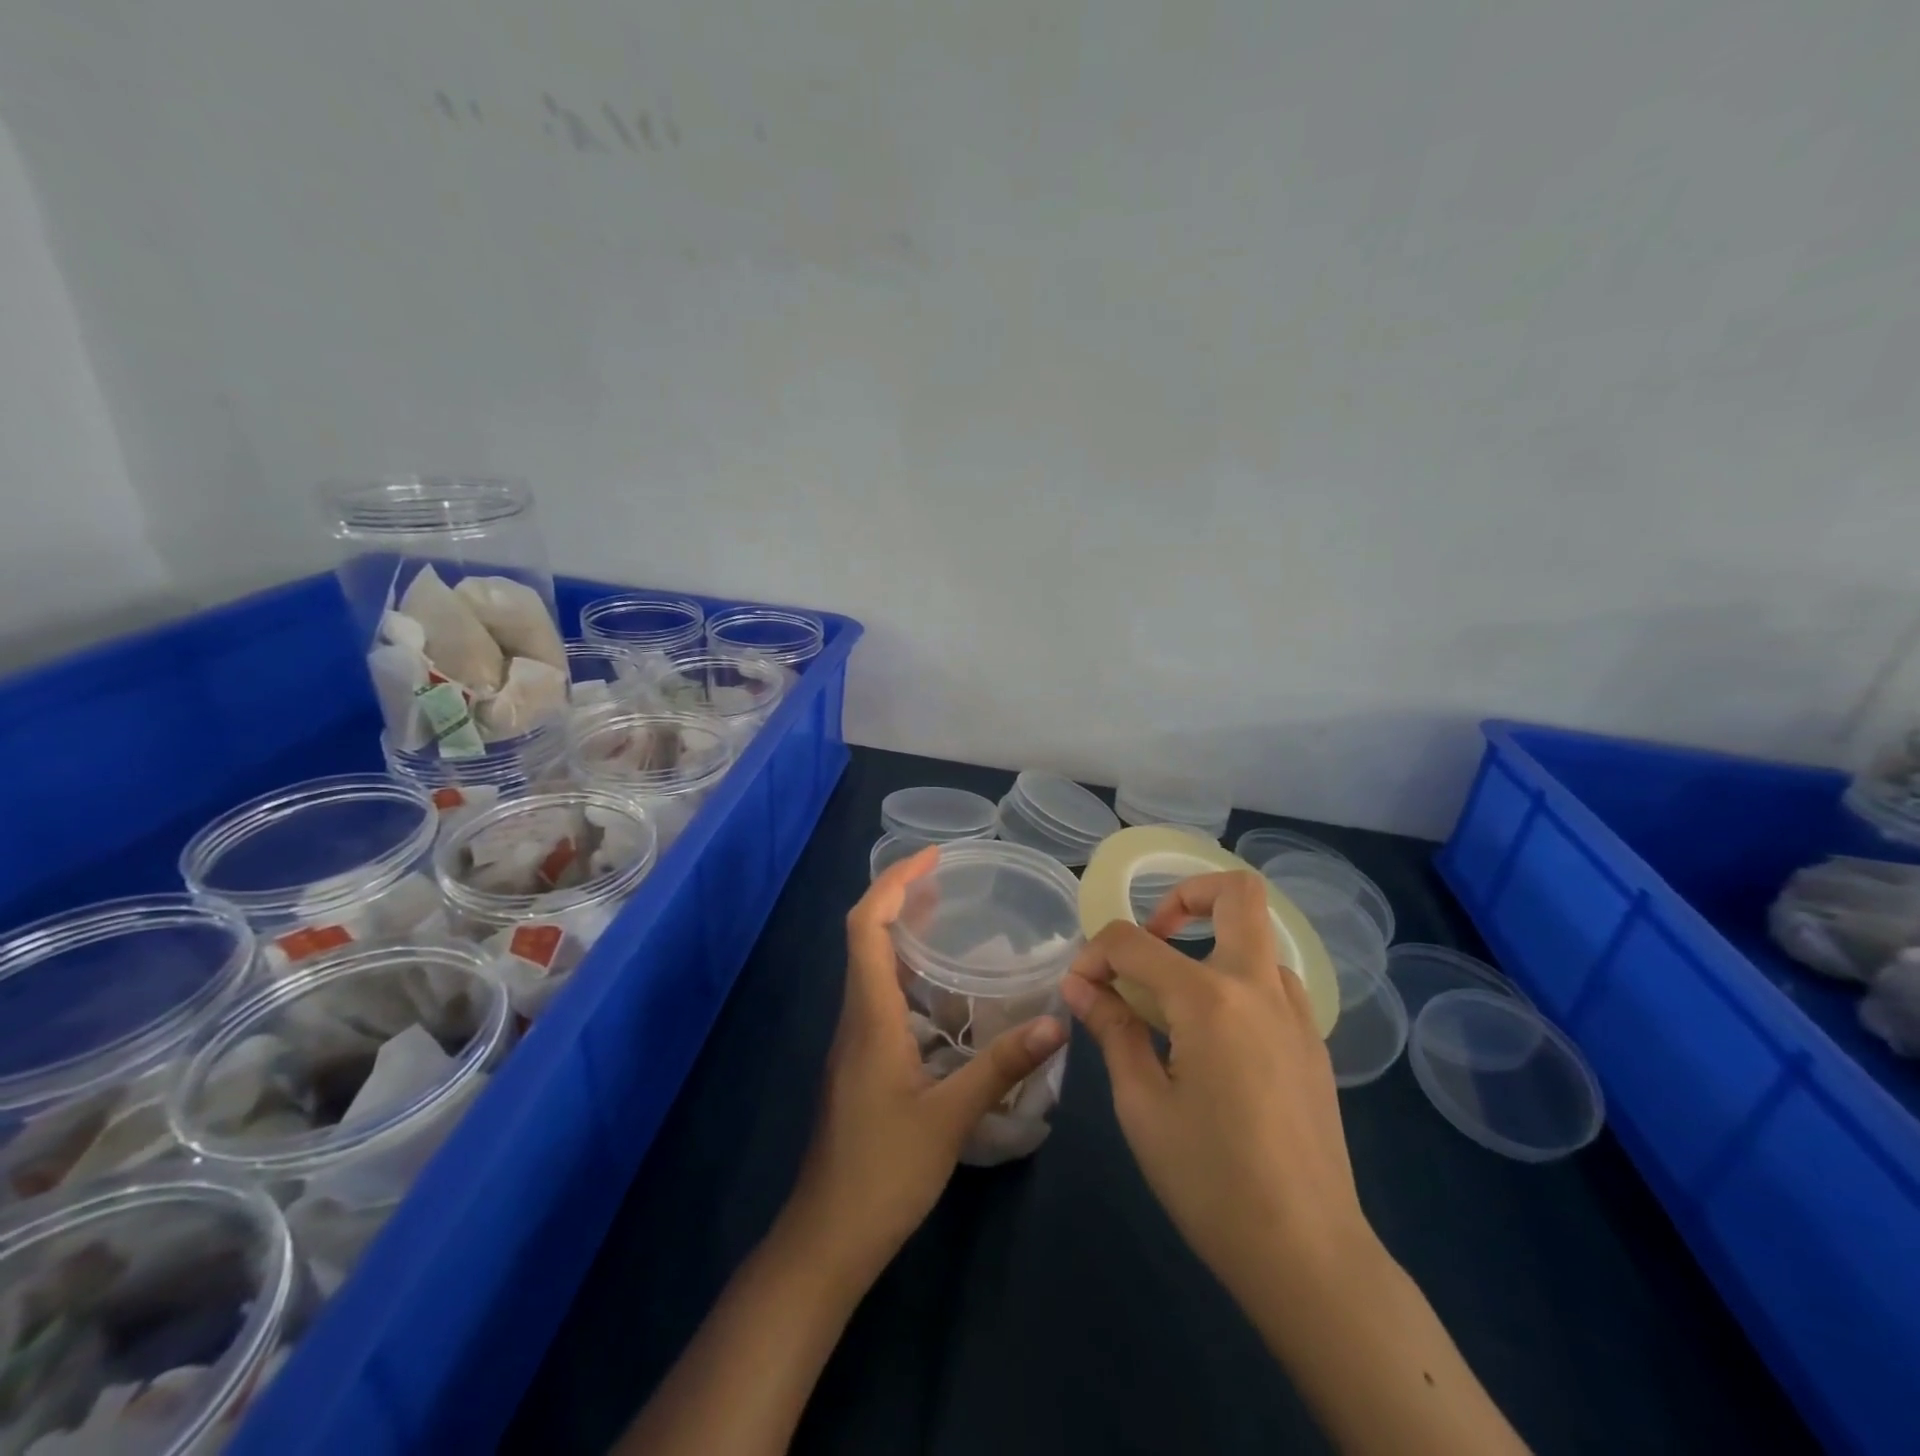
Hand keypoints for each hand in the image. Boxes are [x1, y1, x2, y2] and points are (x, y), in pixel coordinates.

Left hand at [788, 845, 1067, 1281]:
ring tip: (956, 926)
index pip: (867, 926)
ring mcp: (857, 1041)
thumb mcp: (950, 1117)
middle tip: (951, 881)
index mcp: (870, 1015)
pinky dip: (914, 981)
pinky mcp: (864, 1063)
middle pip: (868, 937)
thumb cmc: (882, 1172)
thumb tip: (1058, 1023)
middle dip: (903, 899)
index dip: (893, 883)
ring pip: (876, 970)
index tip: (931, 857)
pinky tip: (952, 1000)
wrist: (827, 1237)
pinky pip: (886, 1001)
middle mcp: (857, 1016)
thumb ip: (1002, 1066)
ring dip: (909, 939)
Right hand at [1061, 871, 1370, 1294]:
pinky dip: (1235, 981)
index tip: (1081, 987)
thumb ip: (1111, 1029)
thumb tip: (1079, 983)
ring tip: (1176, 997)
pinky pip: (1272, 981)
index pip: (1133, 942)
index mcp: (1208, 999)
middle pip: (1236, 892)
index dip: (1095, 953)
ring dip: (1212, 943)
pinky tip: (1214, 1037)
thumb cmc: (1210, 1182)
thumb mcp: (1141, 1105)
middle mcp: (1258, 987)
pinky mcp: (1313, 1042)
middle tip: (1153, 936)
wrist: (1309, 1255)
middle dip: (1185, 894)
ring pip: (1257, 937)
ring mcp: (1295, 1012)